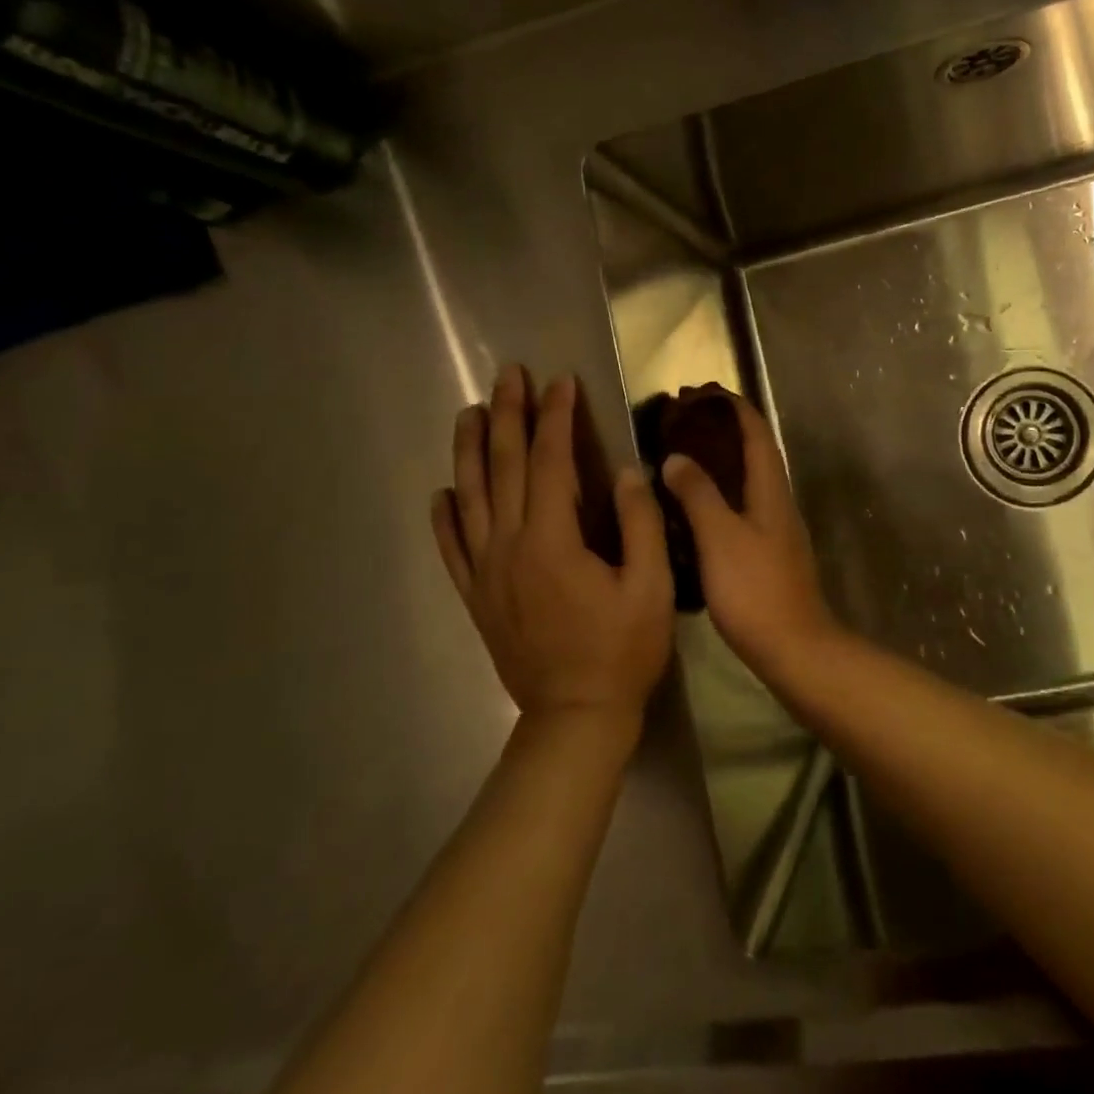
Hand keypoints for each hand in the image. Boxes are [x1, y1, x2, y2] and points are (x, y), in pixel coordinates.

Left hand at [431, 365, 673, 721]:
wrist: (575, 718)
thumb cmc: (622, 651)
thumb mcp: (651, 586)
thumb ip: (640, 523)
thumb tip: (627, 471)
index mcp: (552, 540)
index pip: (551, 461)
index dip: (556, 417)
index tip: (560, 382)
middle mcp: (509, 546)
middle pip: (504, 467)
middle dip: (508, 415)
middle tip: (508, 375)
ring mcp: (486, 572)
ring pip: (470, 498)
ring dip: (469, 450)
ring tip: (469, 412)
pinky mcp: (477, 597)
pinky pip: (451, 548)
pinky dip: (444, 517)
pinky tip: (441, 492)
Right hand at [659, 394, 838, 669]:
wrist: (794, 648)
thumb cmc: (755, 589)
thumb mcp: (720, 537)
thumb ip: (698, 494)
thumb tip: (676, 456)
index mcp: (771, 490)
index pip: (757, 432)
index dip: (733, 407)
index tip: (702, 391)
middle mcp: (778, 502)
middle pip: (754, 452)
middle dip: (723, 430)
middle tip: (683, 421)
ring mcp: (776, 529)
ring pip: (748, 480)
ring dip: (720, 461)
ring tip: (682, 456)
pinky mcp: (768, 553)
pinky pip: (742, 507)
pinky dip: (719, 493)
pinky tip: (693, 508)